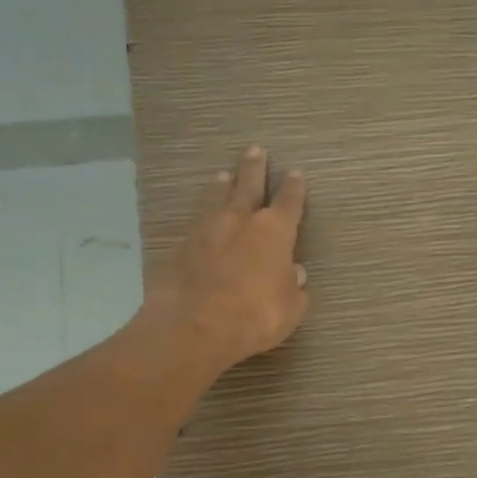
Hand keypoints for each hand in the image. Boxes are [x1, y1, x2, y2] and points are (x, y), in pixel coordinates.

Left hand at [142, 147, 308, 370]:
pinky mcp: (180, 246)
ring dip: (223, 185)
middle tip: (255, 150)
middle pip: (249, 185)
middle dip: (254, 168)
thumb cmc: (254, 317)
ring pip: (217, 198)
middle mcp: (241, 221)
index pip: (289, 202)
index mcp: (274, 232)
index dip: (294, 188)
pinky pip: (196, 222)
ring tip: (224, 174)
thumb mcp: (289, 308)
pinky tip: (202, 217)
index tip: (295, 173)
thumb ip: (294, 288)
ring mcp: (207, 230)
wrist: (194, 327)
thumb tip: (294, 272)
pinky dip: (203, 215)